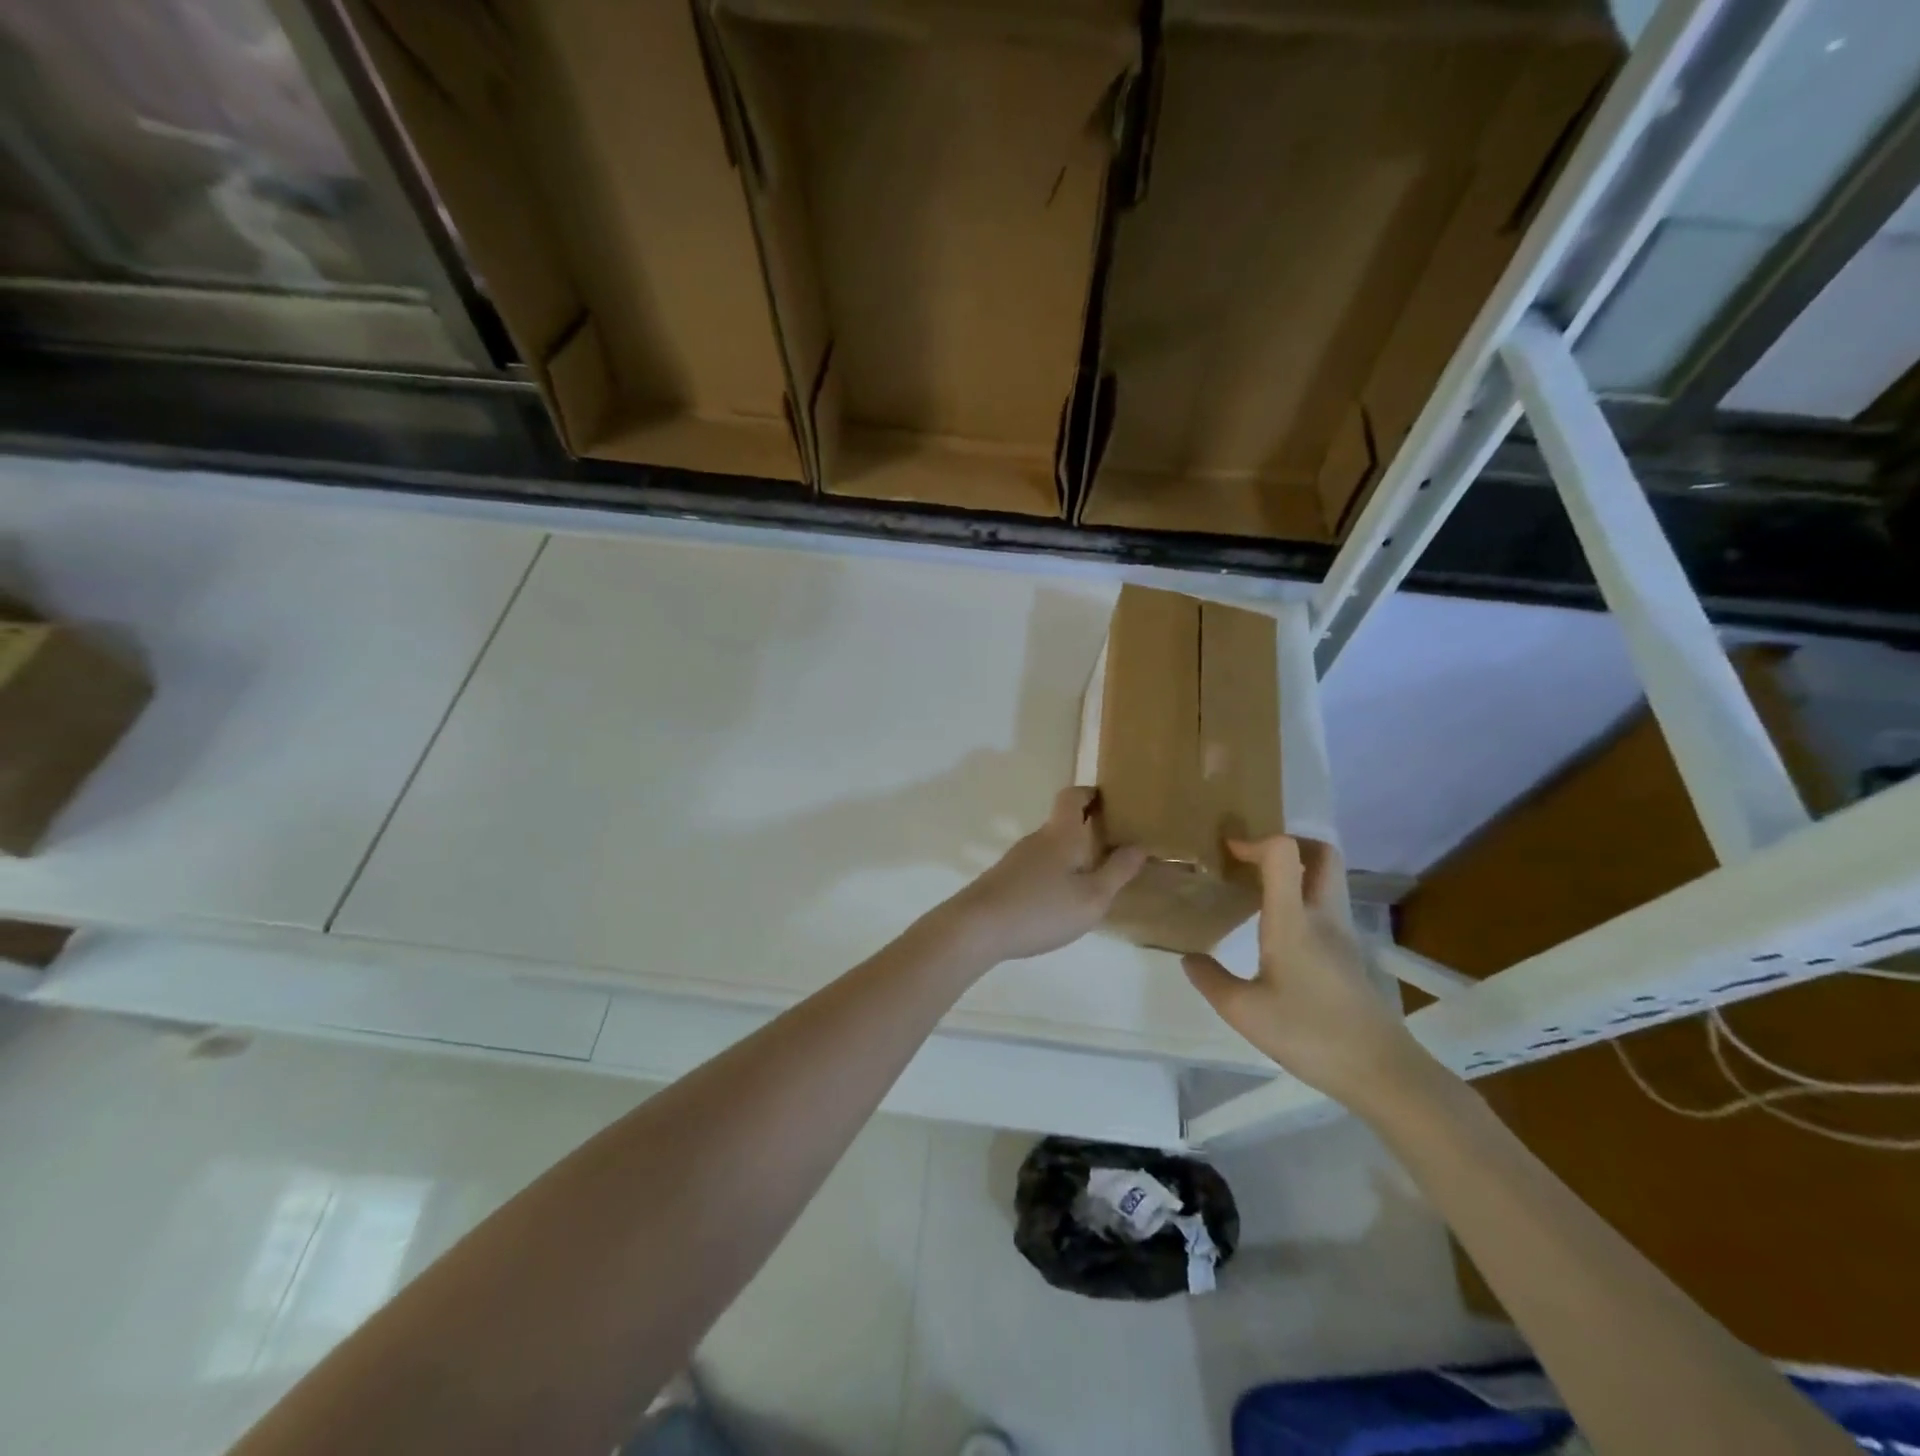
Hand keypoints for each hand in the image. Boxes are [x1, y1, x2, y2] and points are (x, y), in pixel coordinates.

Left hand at [931, 788, 1145, 965]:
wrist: (977, 927)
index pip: (1073, 796)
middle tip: (1115, 846)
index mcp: (1061, 834)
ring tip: (1095, 877)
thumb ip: (1117, 871)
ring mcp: (1018, 858)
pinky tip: (1063, 900)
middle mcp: (1038, 838)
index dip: (1091, 793)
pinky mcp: (1005, 877)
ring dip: (1072, 853)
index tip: (1112, 802)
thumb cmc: (1041, 909)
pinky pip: (1038, 866)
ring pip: (1051, 846)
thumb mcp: (1091, 897)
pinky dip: (1056, 872)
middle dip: (1088, 828)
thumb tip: (1139, 845)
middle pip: (1063, 821)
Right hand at [1182, 836, 1432, 1111]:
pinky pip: (1327, 905)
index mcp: (1294, 920)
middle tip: (1251, 861)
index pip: (1284, 852)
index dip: (1254, 841)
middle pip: (1322, 854)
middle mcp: (1323, 916)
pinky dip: (1303, 898)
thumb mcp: (1244, 1013)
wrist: (1382, 1072)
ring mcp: (1343, 934)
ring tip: (1257, 890)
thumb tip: (1189, 958)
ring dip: (1297, 870)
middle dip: (1287, 844)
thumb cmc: (1311, 1035)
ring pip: (1327, 879)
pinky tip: (1277, 928)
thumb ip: (1210, 980)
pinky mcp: (1350, 955)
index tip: (1226, 853)